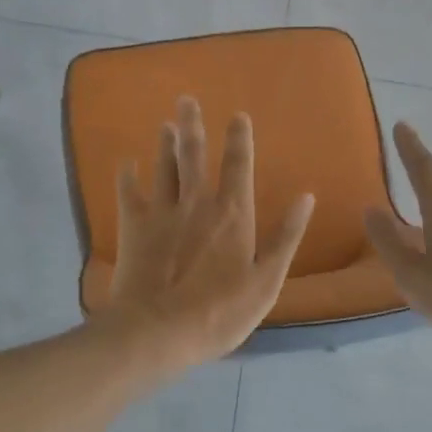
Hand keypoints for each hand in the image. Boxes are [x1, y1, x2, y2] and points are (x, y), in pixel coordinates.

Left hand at [100, 97, 314, 370]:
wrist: (157, 332)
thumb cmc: (219, 312)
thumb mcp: (266, 281)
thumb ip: (286, 237)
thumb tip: (306, 197)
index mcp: (232, 214)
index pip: (238, 166)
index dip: (239, 139)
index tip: (237, 116)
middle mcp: (196, 203)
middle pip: (194, 156)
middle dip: (192, 126)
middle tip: (186, 99)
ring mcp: (161, 213)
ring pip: (163, 168)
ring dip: (164, 145)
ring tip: (165, 124)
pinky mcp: (133, 228)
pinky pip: (128, 194)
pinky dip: (126, 177)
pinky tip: (125, 164)